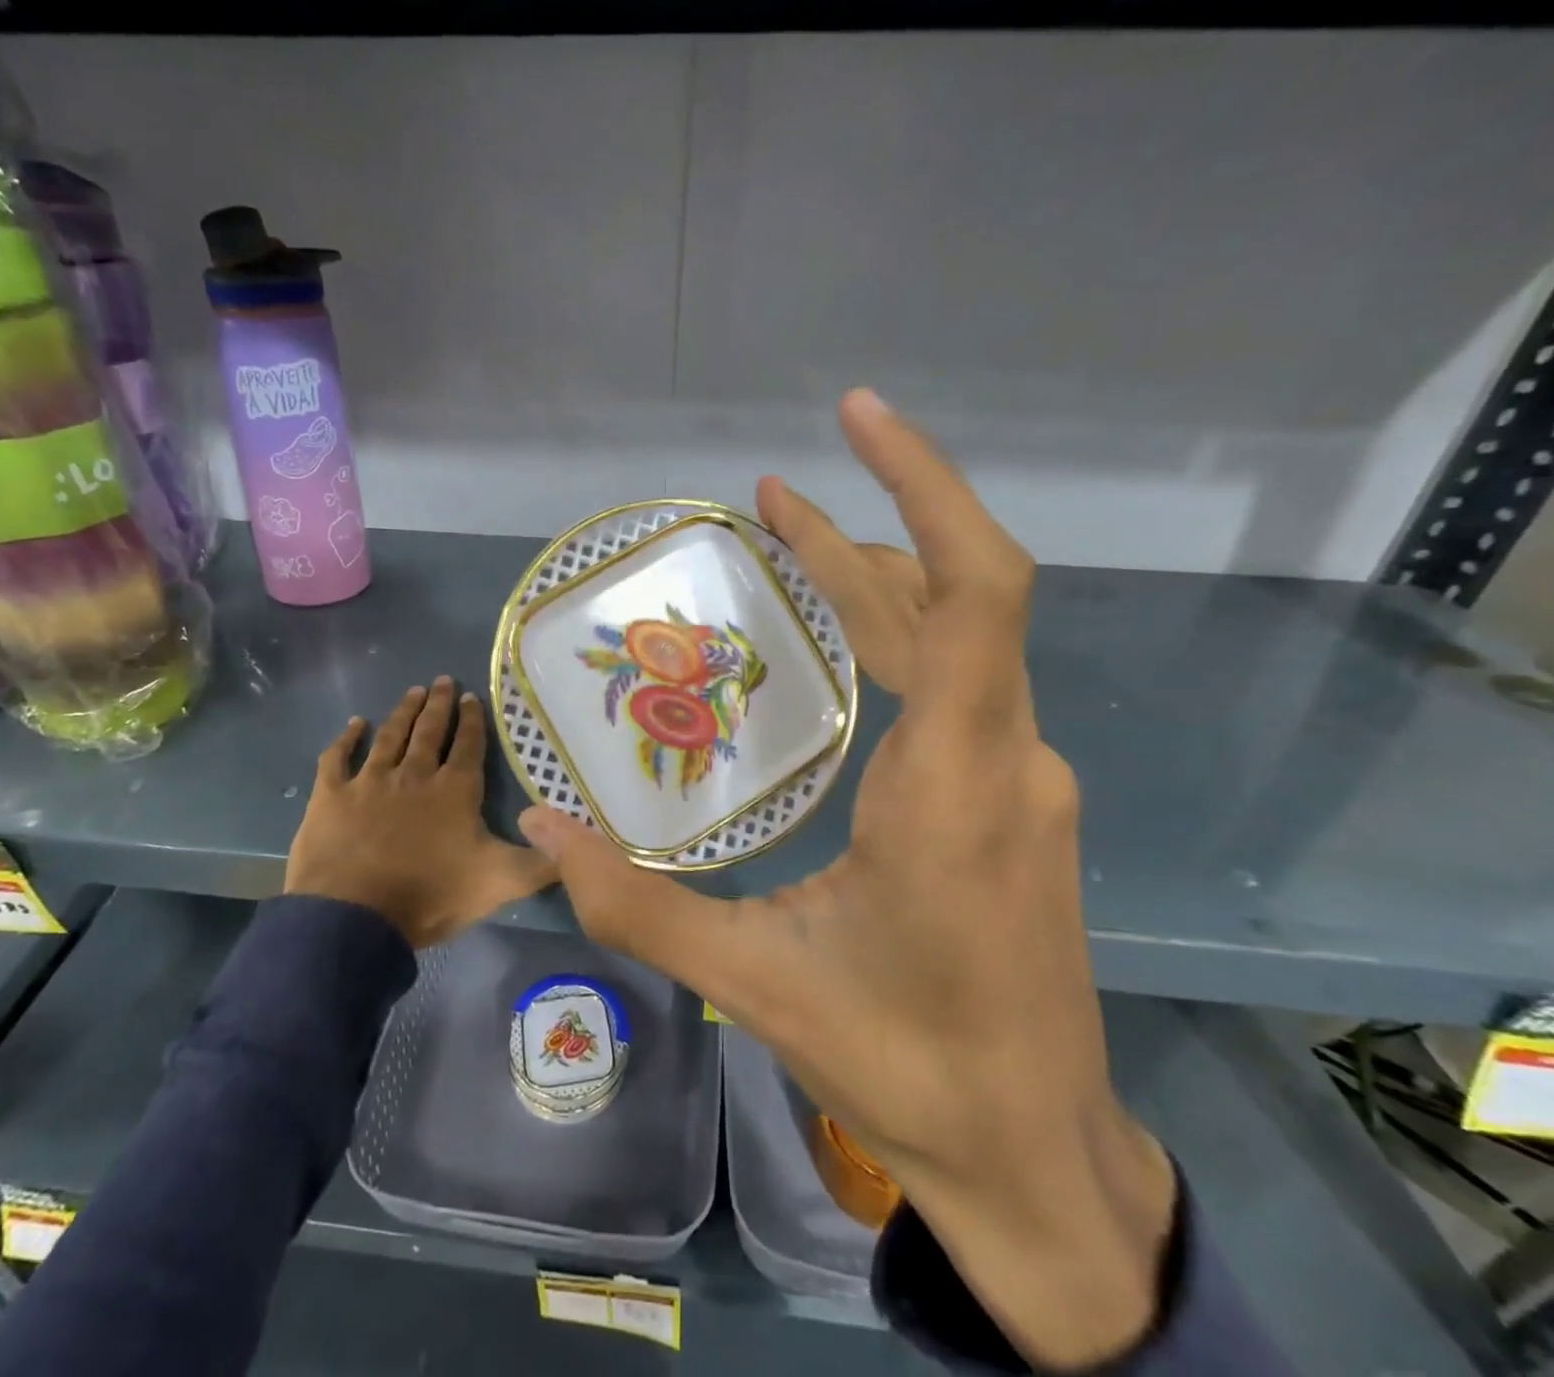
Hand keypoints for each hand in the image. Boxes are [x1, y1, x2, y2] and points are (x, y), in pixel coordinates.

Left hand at [288, 678, 555, 947]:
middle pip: (429, 731)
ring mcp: (370, 781)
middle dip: (439, 705)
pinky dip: (346, 739)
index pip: (468, 745)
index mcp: (454, 790)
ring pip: (390, 736)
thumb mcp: (499, 883)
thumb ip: (541, 863)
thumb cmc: (430, 895)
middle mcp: (414, 774)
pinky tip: (354, 725)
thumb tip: (576, 845)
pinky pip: (338, 757)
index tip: (473, 696)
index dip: (472, 720)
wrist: (354, 917)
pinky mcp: (332, 795)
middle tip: (443, 680)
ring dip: (403, 712)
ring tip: (413, 691)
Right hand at [520, 391, 1174, 1369]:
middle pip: (951, 601)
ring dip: (874, 586)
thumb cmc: (907, 1065)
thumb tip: (538, 829)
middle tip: (765, 500)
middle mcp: (1005, 759)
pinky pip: (959, 687)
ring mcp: (1019, 781)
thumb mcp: (756, 984)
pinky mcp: (1010, 805)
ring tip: (785, 549)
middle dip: (856, 536)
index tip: (858, 418)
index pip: (972, 593)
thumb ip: (636, 906)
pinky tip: (839, 651)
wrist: (1033, 1153)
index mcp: (955, 784)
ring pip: (956, 644)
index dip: (921, 488)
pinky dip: (895, 642)